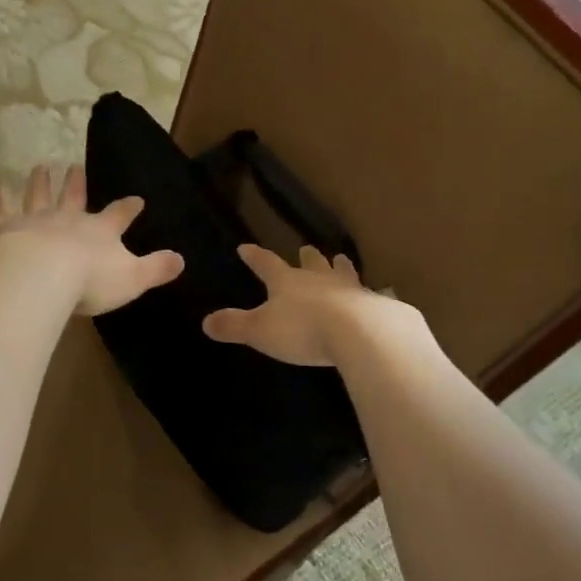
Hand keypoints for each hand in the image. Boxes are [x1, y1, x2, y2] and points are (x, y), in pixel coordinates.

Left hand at [0, 164, 183, 315]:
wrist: (42, 276)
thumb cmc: (90, 280)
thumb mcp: (133, 278)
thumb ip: (157, 269)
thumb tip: (182, 260)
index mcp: (102, 231)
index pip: (120, 214)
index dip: (129, 207)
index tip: (137, 199)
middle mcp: (70, 218)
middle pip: (75, 196)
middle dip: (77, 183)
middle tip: (75, 166)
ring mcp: (38, 220)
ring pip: (40, 195)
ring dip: (41, 181)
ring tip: (41, 167)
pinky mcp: (8, 228)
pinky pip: (5, 209)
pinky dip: (2, 198)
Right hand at [202, 243, 388, 366]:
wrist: (361, 333)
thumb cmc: (303, 329)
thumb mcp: (260, 331)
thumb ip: (234, 326)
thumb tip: (206, 321)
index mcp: (287, 282)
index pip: (266, 264)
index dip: (255, 257)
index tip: (245, 247)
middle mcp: (319, 279)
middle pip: (311, 263)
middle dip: (306, 257)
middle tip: (306, 248)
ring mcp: (349, 289)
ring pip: (342, 272)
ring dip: (339, 267)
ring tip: (341, 259)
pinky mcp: (374, 306)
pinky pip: (368, 296)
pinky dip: (366, 295)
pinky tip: (373, 297)